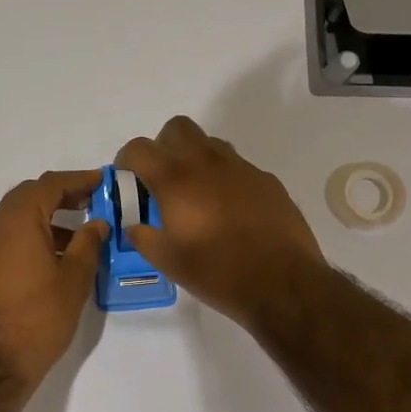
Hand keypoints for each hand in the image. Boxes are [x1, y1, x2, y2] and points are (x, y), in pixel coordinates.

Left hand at [0, 170, 108, 391]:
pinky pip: (7, 239)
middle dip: (62, 196)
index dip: (79, 180)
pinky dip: (31, 237)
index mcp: (17, 219)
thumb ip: (88, 245)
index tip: (103, 181)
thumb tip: (96, 223)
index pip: (50, 184)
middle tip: (92, 203)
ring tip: (80, 237)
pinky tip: (53, 260)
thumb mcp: (74, 280)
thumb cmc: (38, 319)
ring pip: (17, 219)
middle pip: (30, 197)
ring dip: (47, 220)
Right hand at [116, 116, 325, 329]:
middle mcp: (207, 163)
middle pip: (178, 128)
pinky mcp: (267, 180)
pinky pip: (238, 167)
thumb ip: (144, 239)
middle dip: (164, 145)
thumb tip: (134, 228)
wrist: (282, 283)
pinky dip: (226, 179)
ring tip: (197, 195)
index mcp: (176, 180)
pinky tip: (231, 211)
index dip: (127, 159)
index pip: (140, 148)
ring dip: (196, 159)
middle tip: (163, 178)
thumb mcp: (169, 262)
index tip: (128, 177)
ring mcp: (241, 168)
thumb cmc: (217, 272)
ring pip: (211, 144)